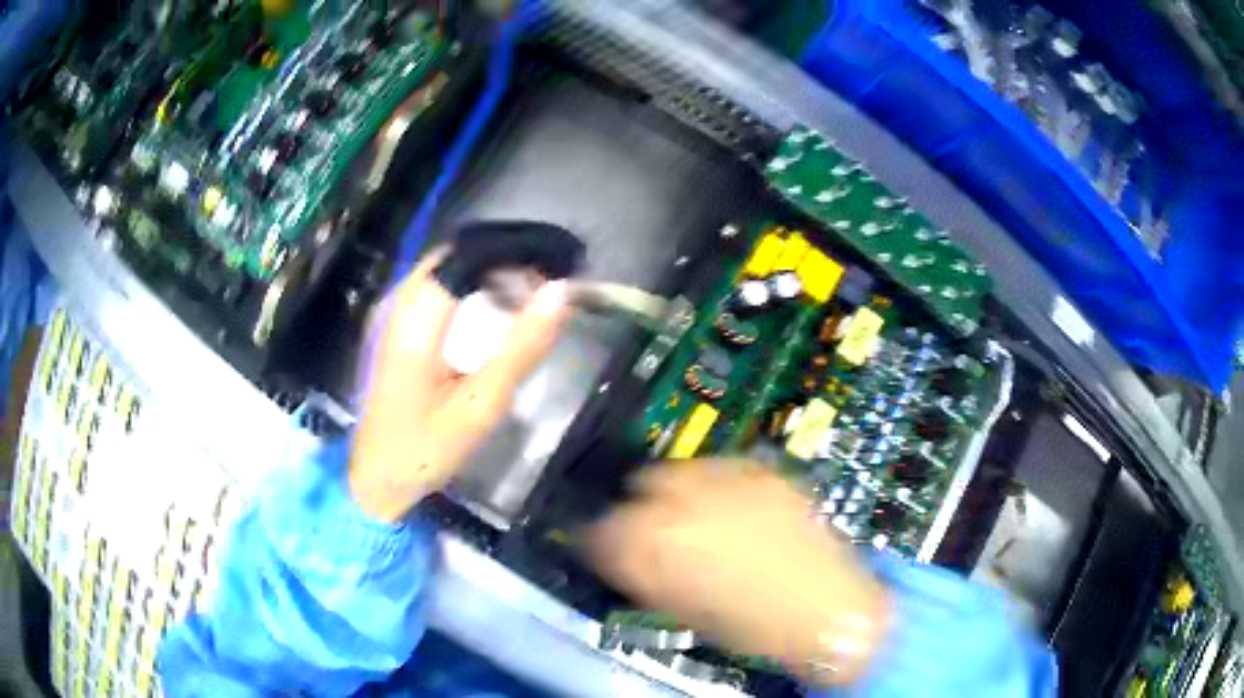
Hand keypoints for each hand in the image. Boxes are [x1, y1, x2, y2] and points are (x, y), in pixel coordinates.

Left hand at [349, 250, 570, 521]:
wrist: (377, 478)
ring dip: (491, 271)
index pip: (470, 254)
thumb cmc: (426, 449)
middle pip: (459, 253)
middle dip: (507, 258)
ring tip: (532, 293)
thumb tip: (561, 292)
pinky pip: (439, 286)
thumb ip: (522, 347)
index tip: (557, 265)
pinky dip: (474, 286)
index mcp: (417, 318)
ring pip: (448, 267)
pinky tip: (497, 308)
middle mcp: (400, 301)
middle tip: (549, 282)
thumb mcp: (482, 405)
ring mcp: (393, 311)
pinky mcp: (396, 325)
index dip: (517, 250)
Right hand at [587, 460, 891, 685]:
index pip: (603, 529)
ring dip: (674, 491)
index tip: (608, 547)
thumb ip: (645, 575)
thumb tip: (623, 555)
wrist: (826, 609)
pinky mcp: (763, 471)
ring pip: (679, 469)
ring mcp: (729, 478)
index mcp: (657, 545)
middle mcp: (686, 500)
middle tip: (650, 527)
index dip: (602, 540)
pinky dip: (714, 484)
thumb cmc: (752, 627)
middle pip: (640, 485)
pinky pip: (722, 466)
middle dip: (638, 507)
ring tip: (690, 513)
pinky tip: (727, 504)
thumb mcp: (683, 610)